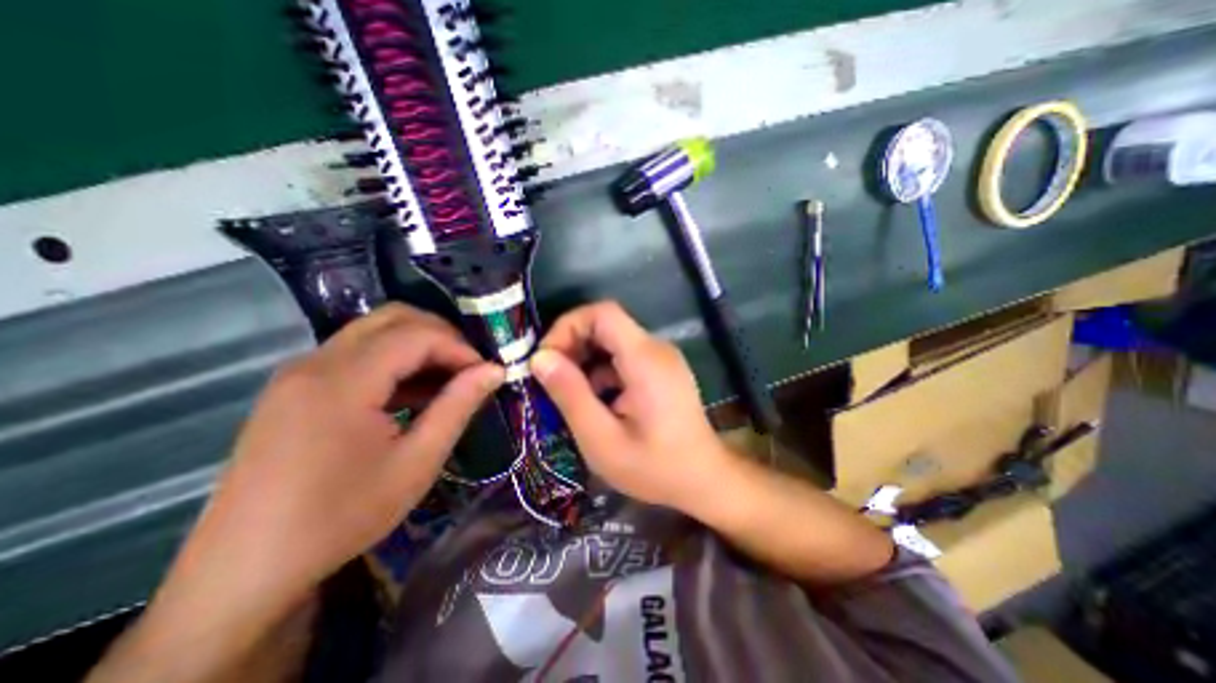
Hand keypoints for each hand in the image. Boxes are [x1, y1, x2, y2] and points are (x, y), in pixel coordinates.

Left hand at [166, 303, 502, 623]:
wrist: (245, 571)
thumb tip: (495, 370)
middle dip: (441, 336)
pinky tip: (411, 393)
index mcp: (343, 380)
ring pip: (374, 332)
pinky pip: (356, 353)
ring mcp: (300, 372)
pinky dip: (393, 361)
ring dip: (418, 347)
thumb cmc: (341, 517)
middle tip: (469, 368)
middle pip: (393, 318)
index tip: (486, 373)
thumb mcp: (416, 462)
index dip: (460, 347)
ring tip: (446, 381)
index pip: (417, 334)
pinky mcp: (295, 387)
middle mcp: (316, 362)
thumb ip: (458, 406)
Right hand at [531, 300, 720, 509]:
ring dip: (585, 361)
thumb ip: (570, 396)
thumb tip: (540, 358)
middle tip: (550, 380)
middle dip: (572, 345)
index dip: (568, 326)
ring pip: (612, 341)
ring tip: (569, 395)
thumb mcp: (602, 440)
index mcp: (645, 358)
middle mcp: (656, 348)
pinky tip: (595, 401)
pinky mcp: (661, 369)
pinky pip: (623, 357)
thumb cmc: (655, 468)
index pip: (602, 313)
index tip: (547, 359)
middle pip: (605, 325)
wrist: (705, 480)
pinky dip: (601, 371)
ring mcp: (661, 358)